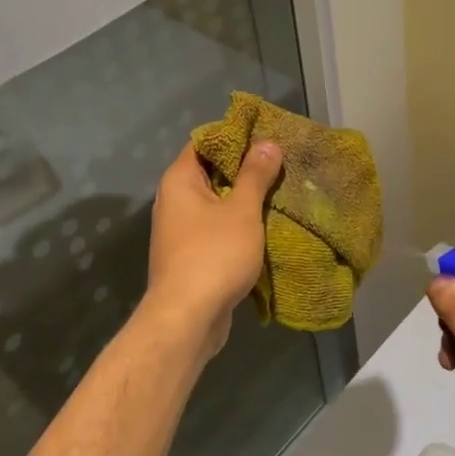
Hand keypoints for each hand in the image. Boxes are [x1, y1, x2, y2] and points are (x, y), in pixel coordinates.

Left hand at [144, 141, 283, 359]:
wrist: (187, 319)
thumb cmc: (214, 254)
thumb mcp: (242, 210)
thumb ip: (255, 175)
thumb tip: (267, 143)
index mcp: (179, 181)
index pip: (204, 143)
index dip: (234, 137)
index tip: (265, 136)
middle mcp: (174, 201)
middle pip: (211, 173)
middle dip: (245, 170)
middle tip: (281, 164)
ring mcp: (180, 231)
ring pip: (216, 204)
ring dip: (244, 201)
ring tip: (280, 193)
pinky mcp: (190, 257)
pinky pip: (217, 230)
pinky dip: (238, 227)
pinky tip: (266, 228)